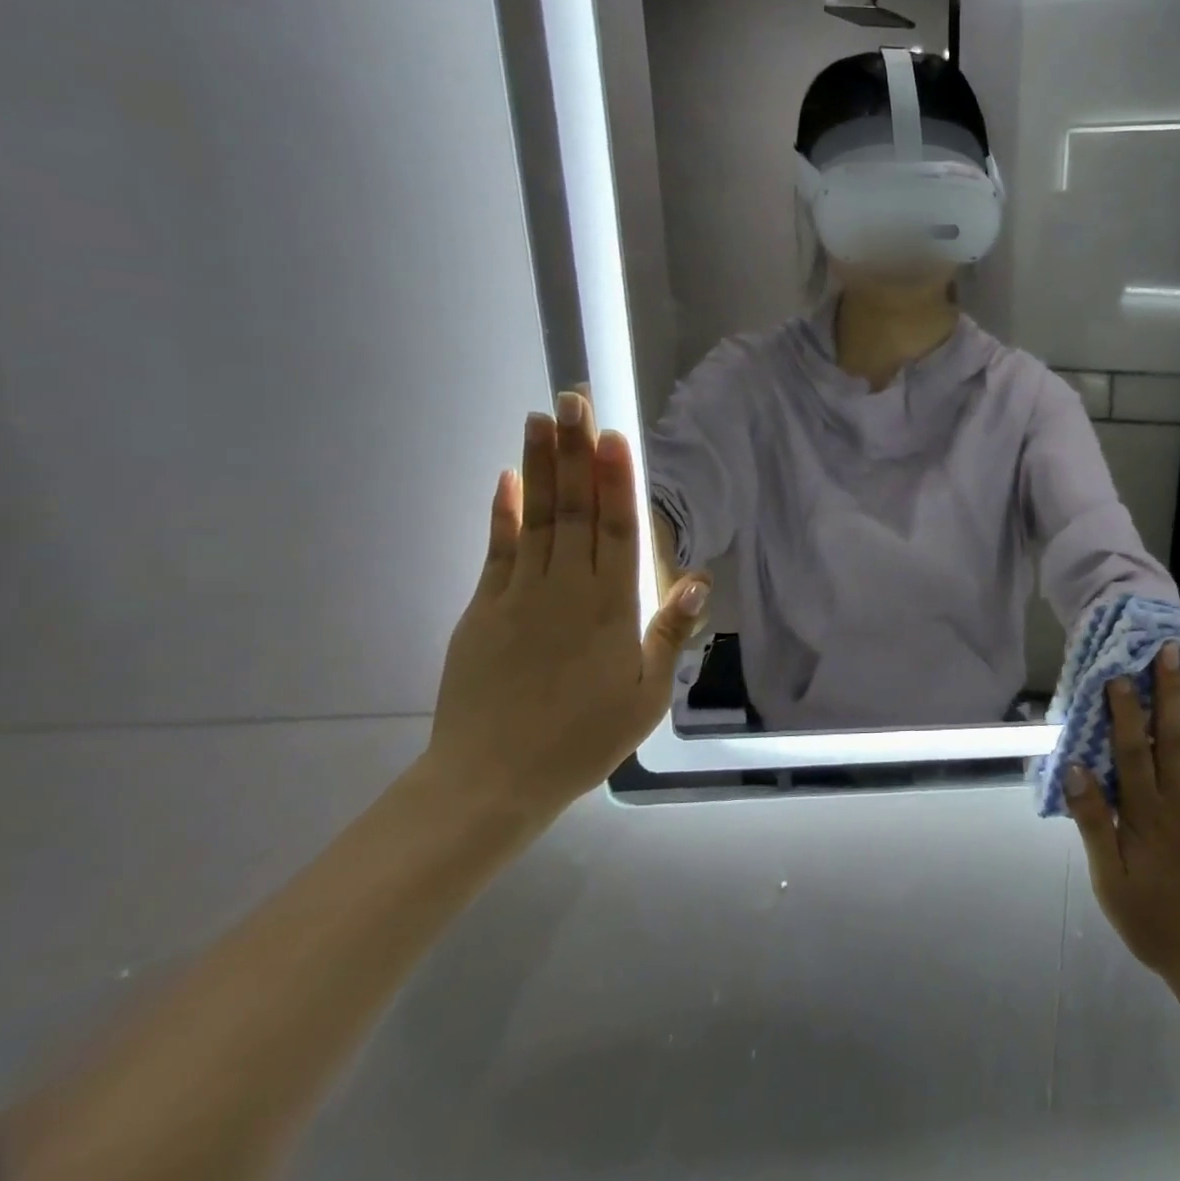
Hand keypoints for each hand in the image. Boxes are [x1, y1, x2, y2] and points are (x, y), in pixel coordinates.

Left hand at [426, 391, 709, 821]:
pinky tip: (506, 480)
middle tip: (572, 400)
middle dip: (575, 453)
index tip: (613, 435)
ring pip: (536, 519)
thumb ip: (669, 632)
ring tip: (540, 419)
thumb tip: (697, 576)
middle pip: (575, 511)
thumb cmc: (584, 739)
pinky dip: (502, 513)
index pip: (616, 531)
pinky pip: (497, 551)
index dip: (615, 480)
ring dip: (540, 468)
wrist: (492, 780)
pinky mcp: (482, 610)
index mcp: (609, 610)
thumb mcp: (646, 695)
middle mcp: (565, 590)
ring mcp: (518, 596)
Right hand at [1064, 646, 1179, 993]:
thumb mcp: (1109, 881)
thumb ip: (1095, 823)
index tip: (1122, 674)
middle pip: (1175, 737)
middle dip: (1173, 691)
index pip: (1132, 751)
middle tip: (1174, 649)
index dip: (1126, 711)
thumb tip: (1075, 769)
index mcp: (1146, 814)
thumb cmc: (1152, 919)